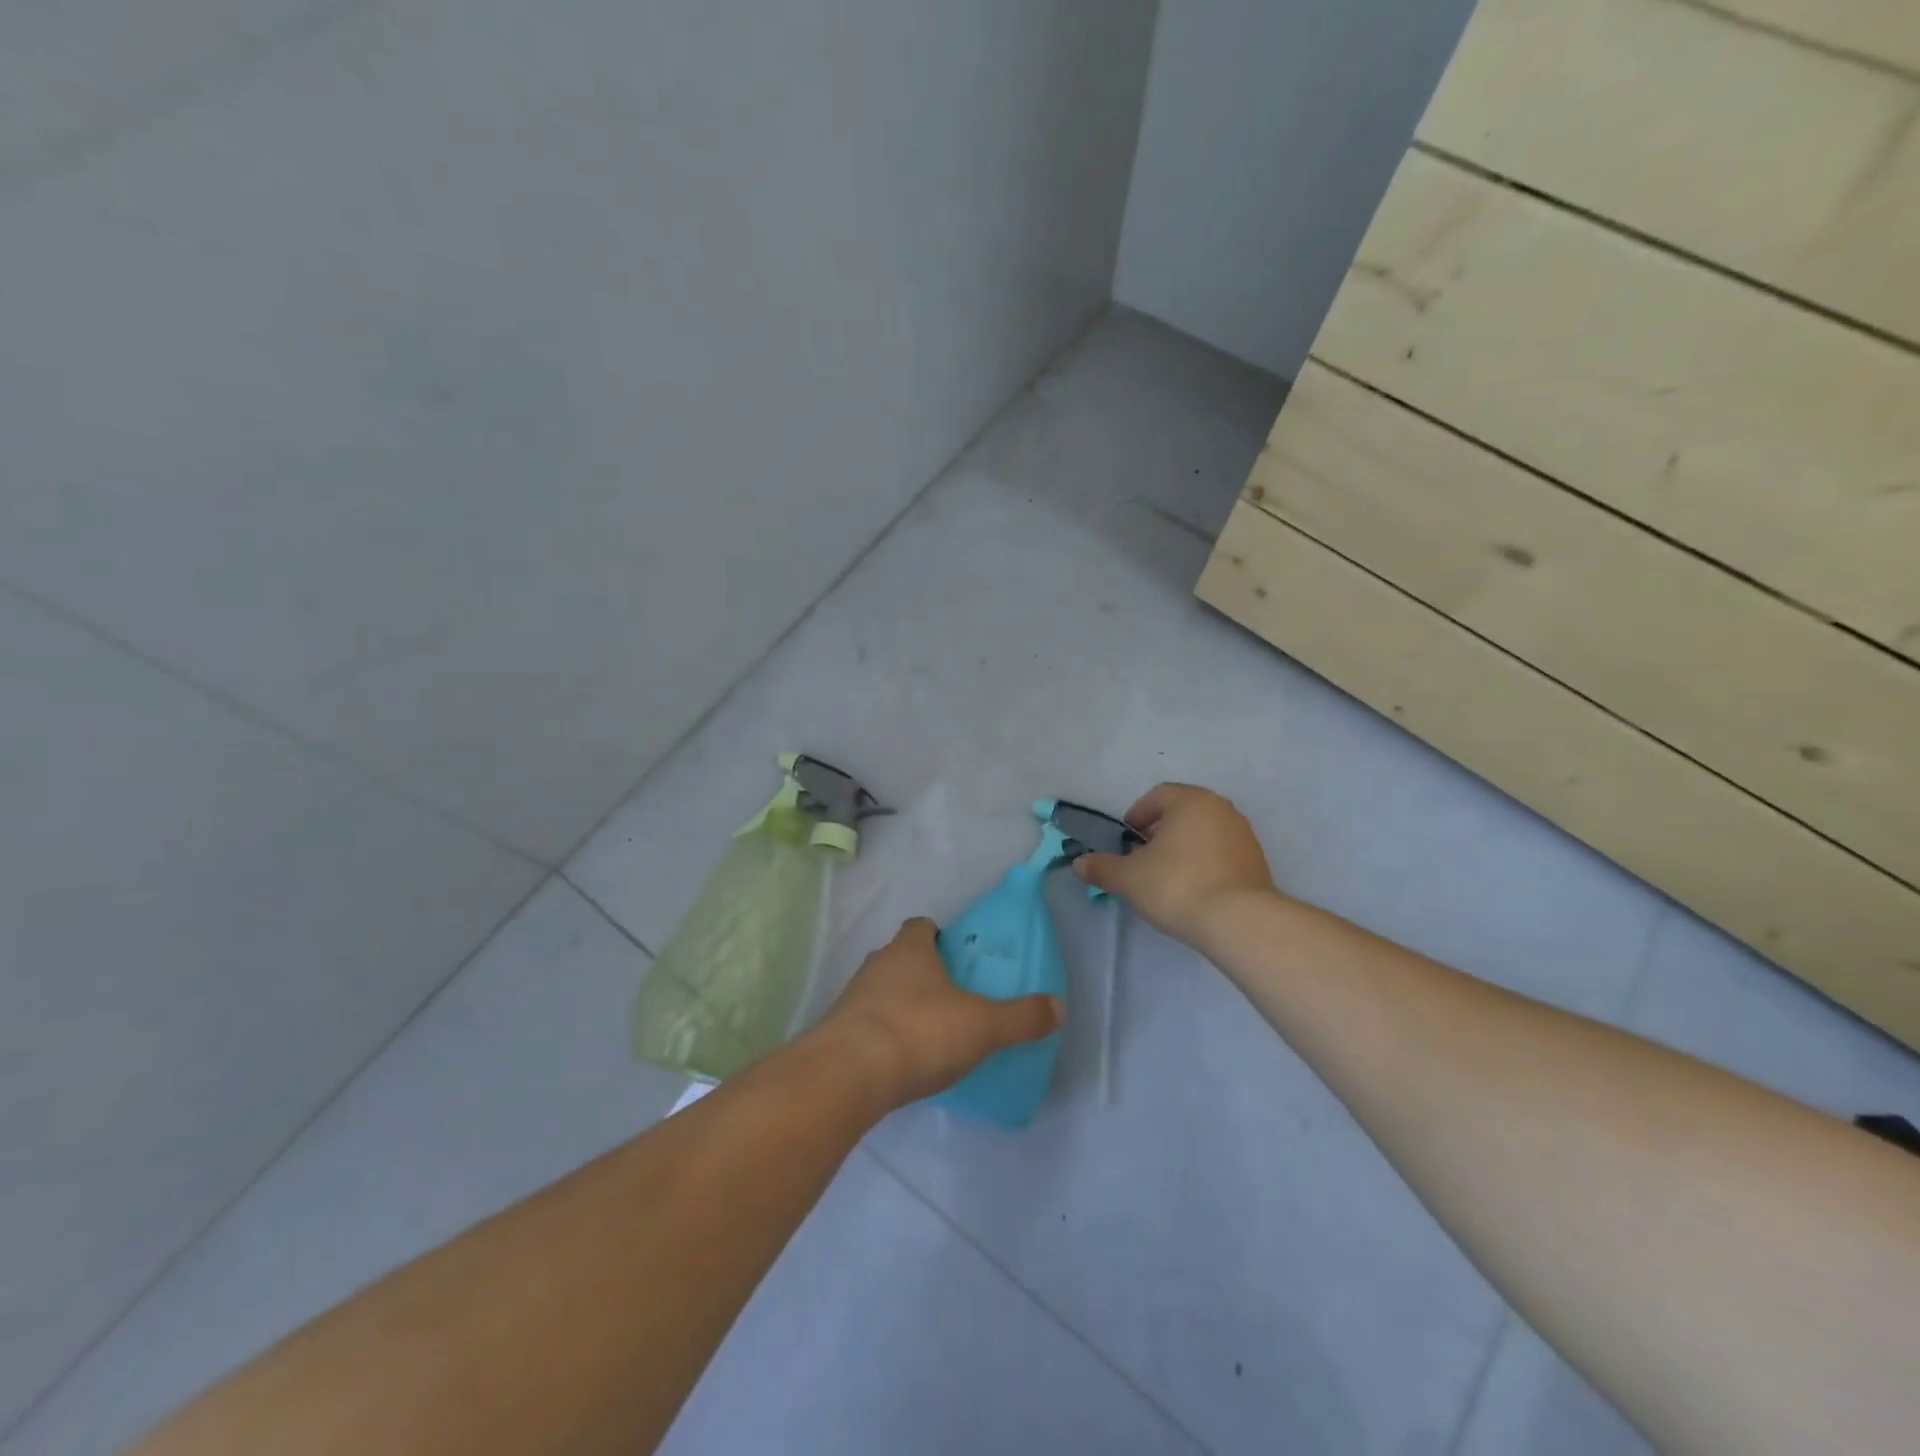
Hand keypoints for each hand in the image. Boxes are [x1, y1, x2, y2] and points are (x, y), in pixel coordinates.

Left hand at [811, 918, 1062, 1109]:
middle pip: (900, 957)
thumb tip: (1059, 1007)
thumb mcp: (982, 1026)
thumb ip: (1021, 1017)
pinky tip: (901, 1061)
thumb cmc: (920, 1032)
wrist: (848, 1075)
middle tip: (950, 997)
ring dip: (900, 1004)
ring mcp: (853, 997)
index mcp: (910, 950)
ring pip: (882, 990)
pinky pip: (867, 1024)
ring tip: (928, 1033)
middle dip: (922, 972)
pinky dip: (884, 1035)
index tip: (956, 956)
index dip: (938, 936)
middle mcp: (877, 964)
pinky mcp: (838, 1032)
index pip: (921, 926)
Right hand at [1072, 783, 1275, 947]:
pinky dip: (1206, 864)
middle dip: (1161, 831)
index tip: (1127, 839)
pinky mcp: (1258, 862)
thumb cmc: (1177, 885)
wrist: (1239, 922)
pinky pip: (1223, 854)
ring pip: (1205, 833)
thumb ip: (1102, 868)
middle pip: (1183, 812)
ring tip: (1168, 876)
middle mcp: (1221, 809)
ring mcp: (1244, 835)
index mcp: (1191, 801)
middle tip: (1144, 857)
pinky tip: (1194, 889)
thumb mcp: (1128, 878)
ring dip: (1184, 847)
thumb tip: (1079, 864)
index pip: (1158, 795)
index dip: (1138, 814)